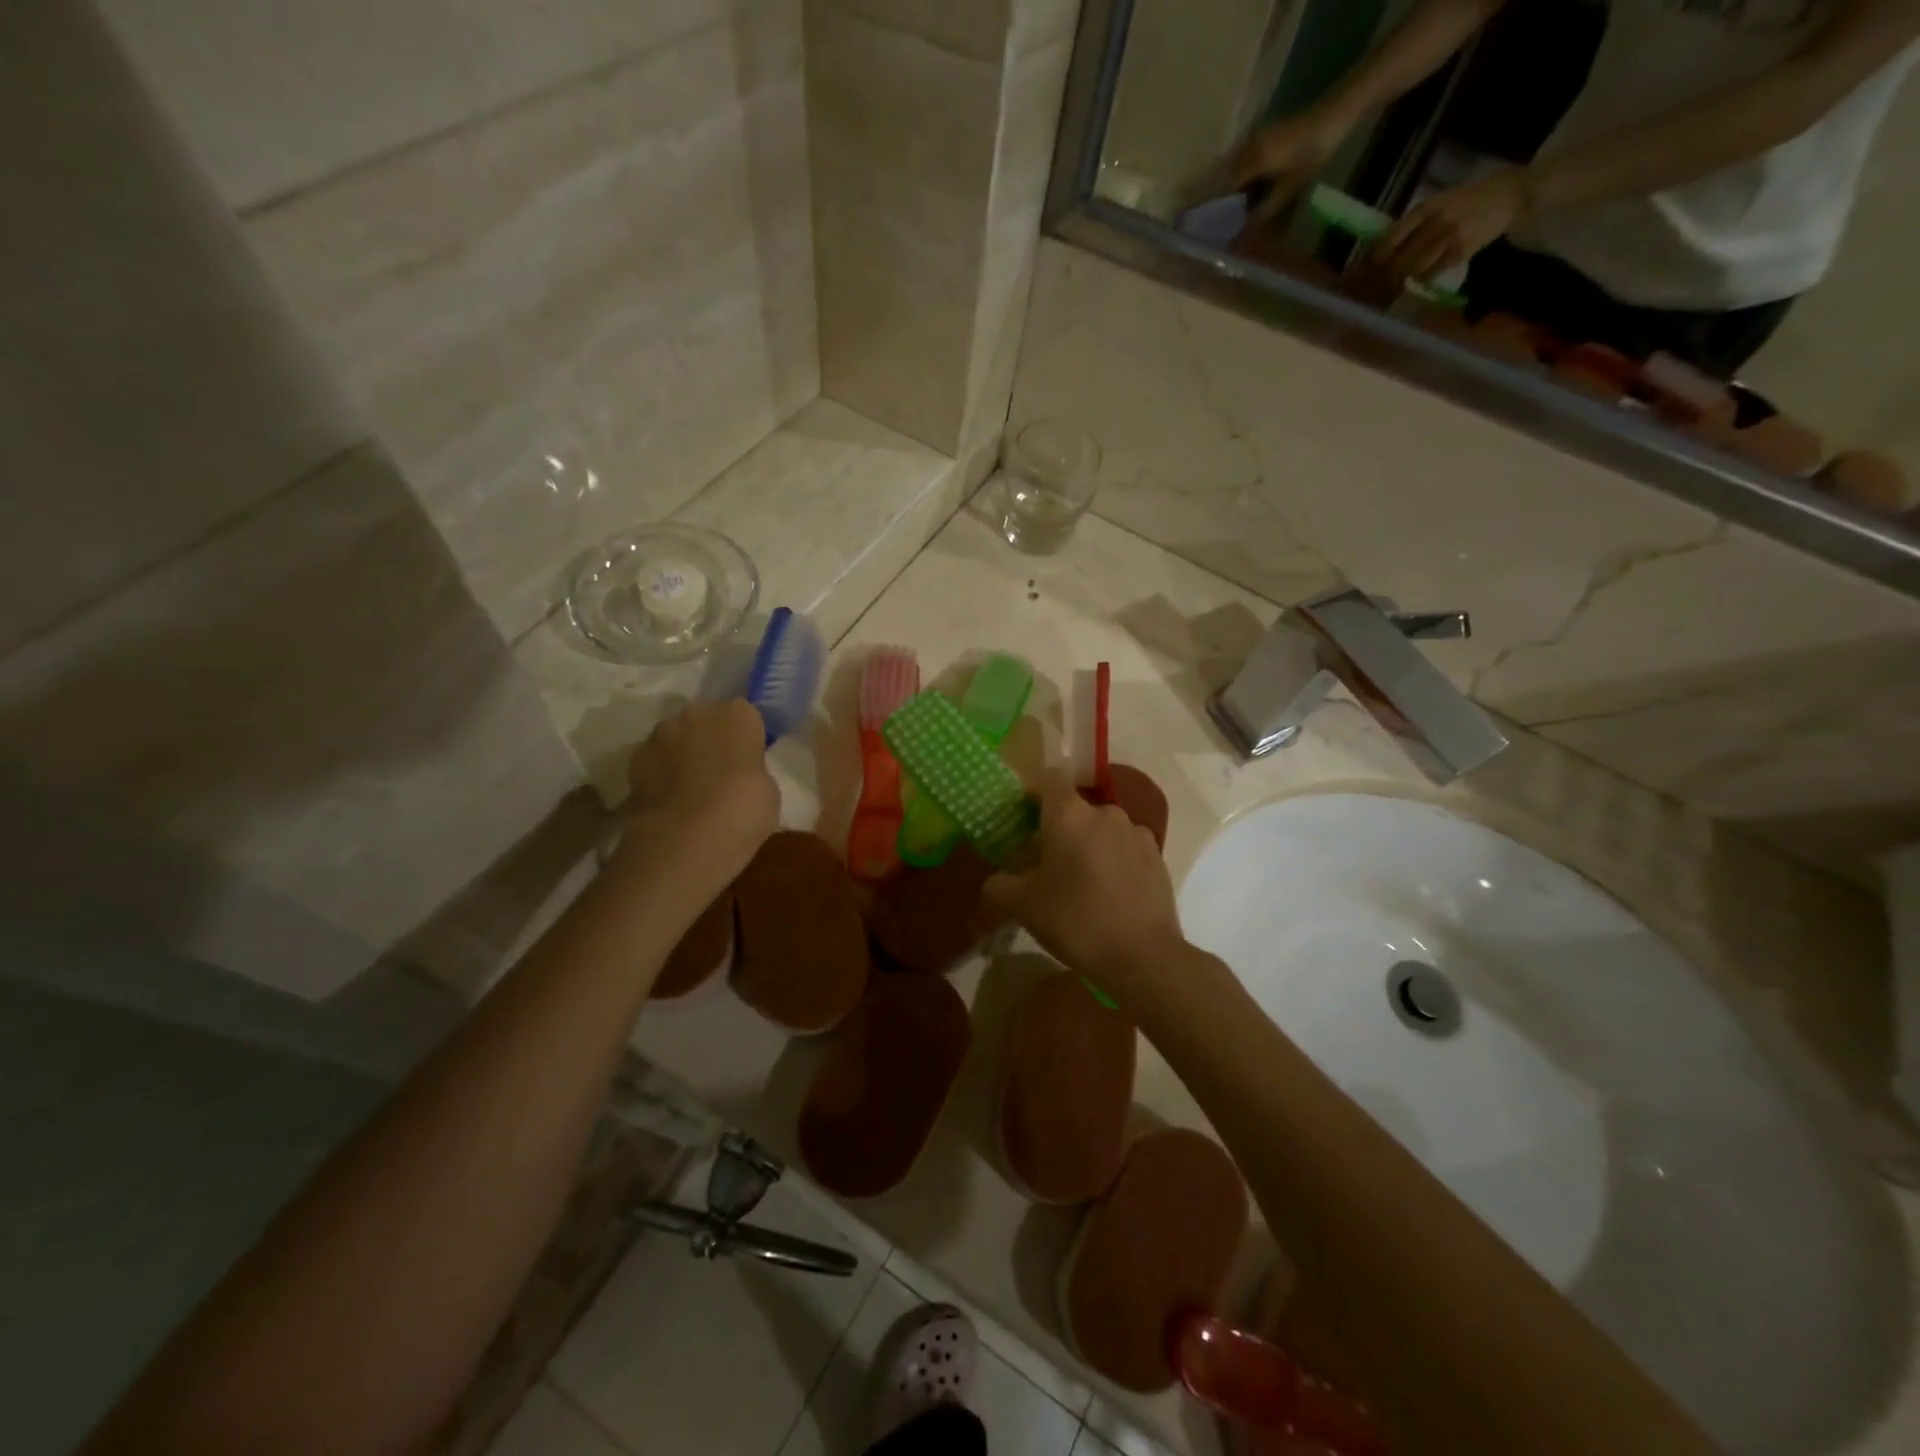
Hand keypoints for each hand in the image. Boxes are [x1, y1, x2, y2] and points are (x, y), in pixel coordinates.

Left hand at [622, 699, 778, 881]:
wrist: (687, 837)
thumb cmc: (743, 810)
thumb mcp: (767, 789)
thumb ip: (751, 769)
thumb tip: (738, 772)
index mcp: (738, 714)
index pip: (745, 715)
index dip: (746, 738)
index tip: (748, 759)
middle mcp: (698, 712)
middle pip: (707, 720)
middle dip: (711, 739)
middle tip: (719, 772)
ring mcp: (662, 733)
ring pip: (677, 737)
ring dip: (683, 753)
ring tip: (690, 788)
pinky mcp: (635, 758)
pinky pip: (655, 760)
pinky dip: (660, 773)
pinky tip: (669, 800)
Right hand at [981, 773, 1184, 1002]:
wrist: (1143, 956)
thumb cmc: (1075, 919)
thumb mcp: (1021, 905)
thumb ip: (999, 885)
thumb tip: (996, 880)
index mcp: (1069, 813)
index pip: (1048, 778)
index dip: (1032, 792)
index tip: (1021, 817)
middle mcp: (1105, 812)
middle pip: (1074, 808)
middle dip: (1057, 828)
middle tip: (1042, 861)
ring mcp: (1136, 833)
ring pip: (1101, 829)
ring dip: (1087, 845)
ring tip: (1077, 882)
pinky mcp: (1157, 857)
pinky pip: (1124, 849)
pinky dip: (1111, 861)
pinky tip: (1106, 894)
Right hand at [1227, 108, 1351, 228]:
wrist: (1336, 113)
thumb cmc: (1313, 151)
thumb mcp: (1291, 186)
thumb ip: (1267, 208)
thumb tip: (1247, 229)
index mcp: (1253, 160)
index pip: (1227, 186)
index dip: (1221, 206)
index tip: (1218, 223)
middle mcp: (1250, 147)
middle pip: (1229, 175)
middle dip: (1225, 196)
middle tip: (1227, 218)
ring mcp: (1259, 137)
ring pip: (1237, 166)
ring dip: (1235, 185)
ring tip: (1238, 205)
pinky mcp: (1268, 134)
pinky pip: (1248, 157)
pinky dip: (1245, 173)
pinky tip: (1252, 186)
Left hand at [1375, 169, 1534, 281]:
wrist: (1510, 193)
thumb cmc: (1470, 200)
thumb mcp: (1439, 203)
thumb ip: (1415, 223)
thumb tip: (1386, 247)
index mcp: (1424, 208)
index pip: (1389, 239)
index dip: (1375, 260)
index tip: (1367, 272)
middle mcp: (1433, 221)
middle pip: (1398, 258)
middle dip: (1387, 276)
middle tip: (1381, 286)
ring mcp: (1448, 235)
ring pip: (1413, 268)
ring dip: (1404, 280)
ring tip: (1399, 286)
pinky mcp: (1461, 249)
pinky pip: (1433, 273)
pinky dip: (1424, 280)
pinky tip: (1422, 281)